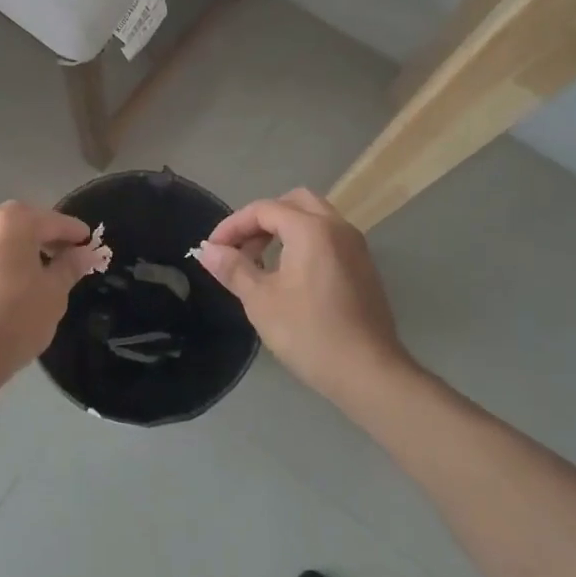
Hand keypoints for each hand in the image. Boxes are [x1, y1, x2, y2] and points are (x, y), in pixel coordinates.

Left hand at [0, 201, 102, 383]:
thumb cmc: (14, 321)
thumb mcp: (53, 294)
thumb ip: (70, 266)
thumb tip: (84, 252)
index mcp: (12, 222)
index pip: (54, 221)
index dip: (75, 233)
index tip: (89, 244)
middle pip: (21, 223)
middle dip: (44, 236)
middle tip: (63, 257)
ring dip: (17, 249)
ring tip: (32, 274)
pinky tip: (2, 288)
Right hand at [194, 189, 415, 405]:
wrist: (368, 373)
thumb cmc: (309, 333)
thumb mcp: (261, 300)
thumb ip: (233, 268)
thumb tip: (207, 250)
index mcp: (311, 229)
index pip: (264, 209)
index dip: (233, 225)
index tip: (213, 249)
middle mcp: (337, 227)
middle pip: (293, 203)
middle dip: (261, 219)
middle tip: (241, 247)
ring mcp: (356, 247)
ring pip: (314, 219)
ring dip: (283, 230)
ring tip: (261, 262)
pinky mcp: (364, 268)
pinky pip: (328, 238)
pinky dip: (304, 242)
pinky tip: (289, 276)